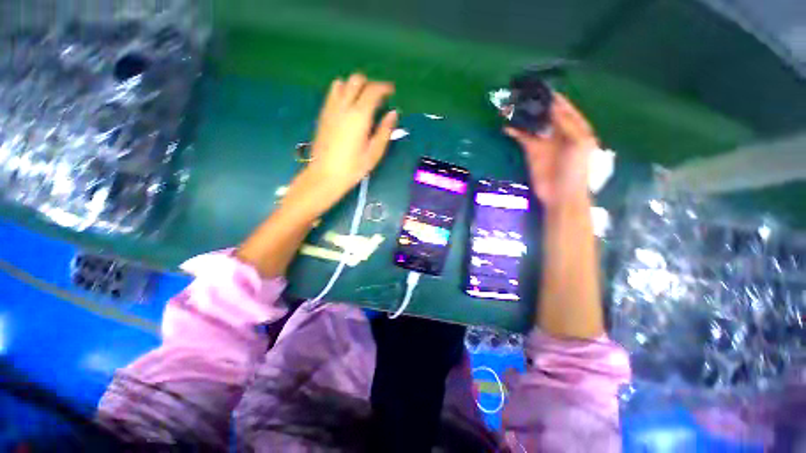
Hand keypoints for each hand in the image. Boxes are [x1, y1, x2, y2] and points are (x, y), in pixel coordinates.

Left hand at [302, 73, 397, 207]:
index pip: (373, 90)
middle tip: (378, 97)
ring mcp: (331, 109)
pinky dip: (342, 92)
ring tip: (362, 100)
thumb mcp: (374, 153)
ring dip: (354, 86)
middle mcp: (344, 106)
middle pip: (356, 80)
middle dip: (370, 84)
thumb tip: (393, 113)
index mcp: (359, 116)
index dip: (384, 88)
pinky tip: (348, 107)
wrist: (325, 175)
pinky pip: (332, 93)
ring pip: (342, 83)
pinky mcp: (323, 114)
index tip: (391, 91)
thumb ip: (384, 131)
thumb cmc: (353, 168)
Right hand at [505, 94, 597, 206]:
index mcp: (575, 127)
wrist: (561, 193)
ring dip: (522, 116)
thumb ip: (566, 124)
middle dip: (534, 105)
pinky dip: (514, 131)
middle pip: (546, 113)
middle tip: (520, 95)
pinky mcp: (531, 150)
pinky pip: (522, 137)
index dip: (553, 97)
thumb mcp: (578, 143)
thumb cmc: (575, 169)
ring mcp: (544, 140)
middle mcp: (559, 130)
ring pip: (532, 124)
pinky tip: (506, 126)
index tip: (539, 88)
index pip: (564, 107)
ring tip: (510, 107)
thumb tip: (551, 107)